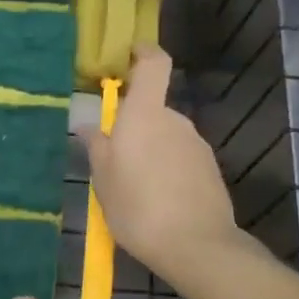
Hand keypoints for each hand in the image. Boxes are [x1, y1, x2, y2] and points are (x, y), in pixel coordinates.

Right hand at [82, 46, 242, 285]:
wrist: (195, 245)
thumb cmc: (137, 206)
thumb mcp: (103, 179)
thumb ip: (97, 146)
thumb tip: (89, 125)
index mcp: (145, 115)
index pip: (154, 65)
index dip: (144, 52)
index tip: (130, 54)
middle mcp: (175, 121)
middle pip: (153, 110)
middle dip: (134, 126)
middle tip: (113, 160)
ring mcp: (197, 145)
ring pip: (166, 137)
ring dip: (150, 152)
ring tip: (133, 190)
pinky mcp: (210, 170)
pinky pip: (181, 160)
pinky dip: (167, 171)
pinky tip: (157, 202)